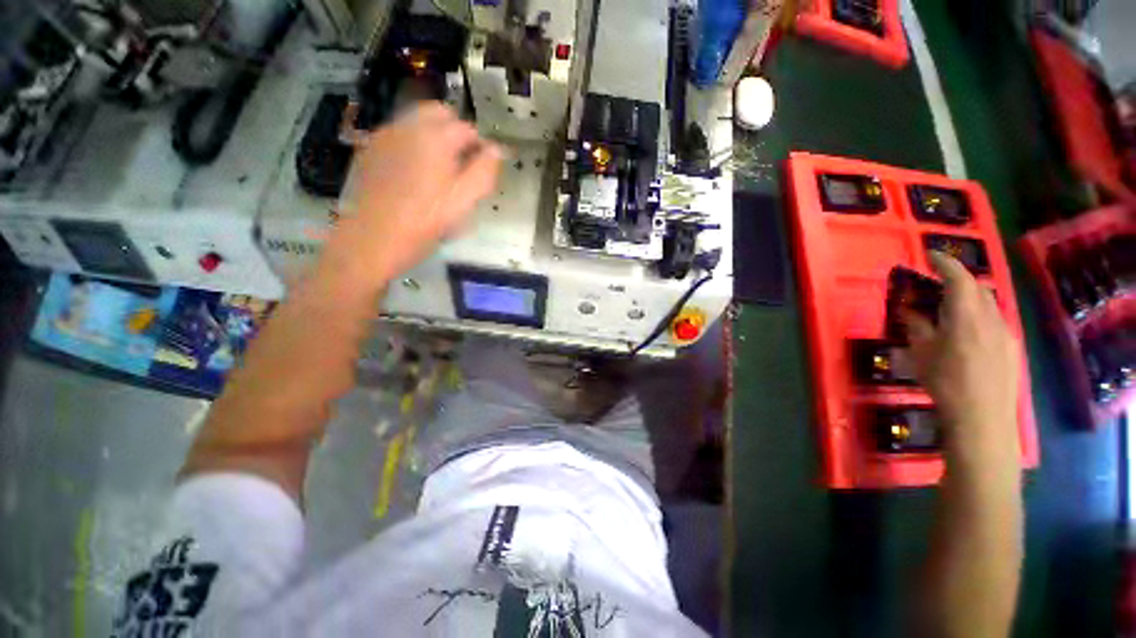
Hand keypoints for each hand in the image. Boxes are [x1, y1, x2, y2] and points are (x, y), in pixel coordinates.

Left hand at [318, 103, 502, 291]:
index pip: (467, 128)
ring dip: (434, 136)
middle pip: (439, 113)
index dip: (479, 147)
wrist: (373, 238)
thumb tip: (496, 149)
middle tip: (461, 165)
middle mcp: (408, 126)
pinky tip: (414, 174)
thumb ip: (484, 171)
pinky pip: (399, 135)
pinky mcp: (370, 149)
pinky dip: (413, 144)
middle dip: (455, 132)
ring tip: (438, 171)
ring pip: (417, 121)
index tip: (481, 169)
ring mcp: (385, 135)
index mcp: (435, 137)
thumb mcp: (464, 201)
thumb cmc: (425, 222)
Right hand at [902, 252, 1021, 475]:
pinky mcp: (1012, 348)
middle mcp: (991, 317)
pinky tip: (968, 336)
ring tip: (951, 312)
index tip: (930, 255)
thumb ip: (916, 325)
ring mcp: (1006, 332)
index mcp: (966, 315)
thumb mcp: (920, 352)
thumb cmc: (944, 382)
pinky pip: (996, 321)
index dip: (944, 262)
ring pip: (989, 304)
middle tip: (936, 287)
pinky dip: (980, 317)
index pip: (958, 277)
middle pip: (978, 288)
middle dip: (958, 281)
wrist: (982, 417)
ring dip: (970, 300)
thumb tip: (909, 308)